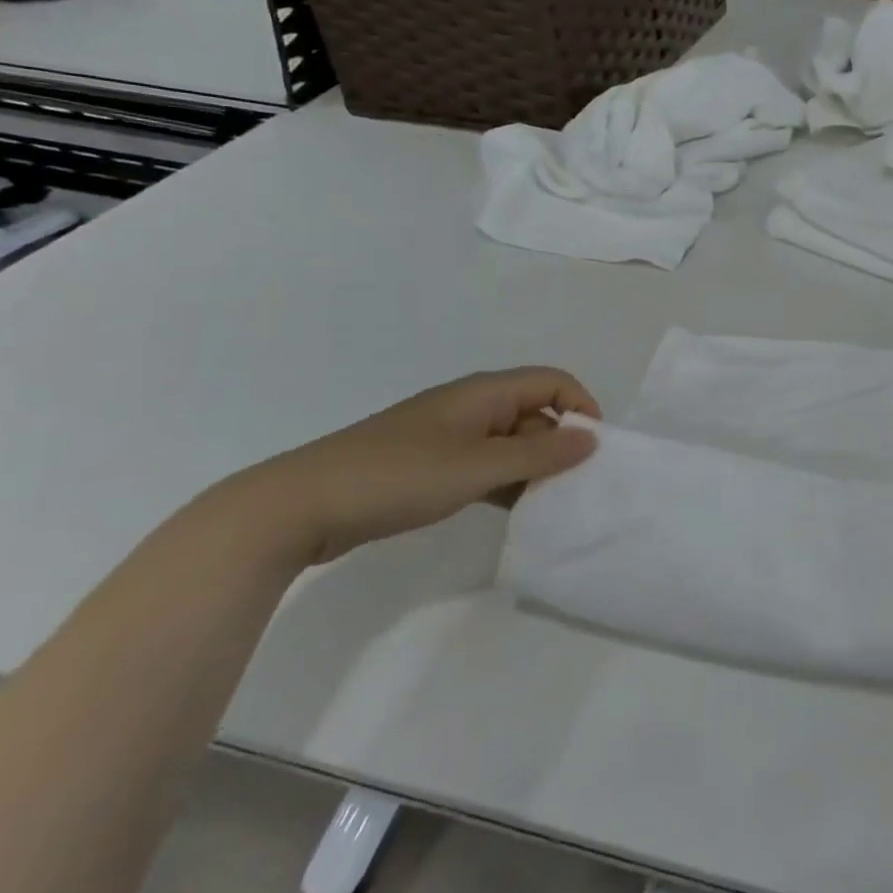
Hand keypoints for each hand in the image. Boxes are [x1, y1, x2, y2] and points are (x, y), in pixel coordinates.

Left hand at [210, 368, 600, 565]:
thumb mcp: (478, 466)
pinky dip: (505, 482)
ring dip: (533, 467)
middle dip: (559, 444)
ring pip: (510, 443)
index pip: (552, 382)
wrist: (299, 506)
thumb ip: (540, 454)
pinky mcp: (429, 465)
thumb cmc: (398, 475)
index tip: (594, 449)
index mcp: (484, 393)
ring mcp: (447, 436)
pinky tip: (512, 511)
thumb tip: (592, 438)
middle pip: (534, 412)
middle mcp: (471, 407)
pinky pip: (484, 465)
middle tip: (573, 486)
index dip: (581, 406)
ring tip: (548, 504)